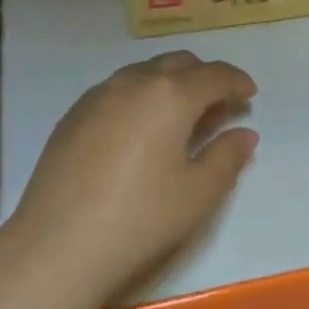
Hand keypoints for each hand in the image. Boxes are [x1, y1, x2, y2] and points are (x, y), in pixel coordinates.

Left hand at [6, 52, 257, 301]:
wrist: (57, 244)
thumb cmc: (140, 218)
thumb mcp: (199, 193)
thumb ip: (228, 156)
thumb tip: (244, 133)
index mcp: (169, 95)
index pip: (214, 75)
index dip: (237, 81)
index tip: (250, 94)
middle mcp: (133, 82)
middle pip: (178, 63)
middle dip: (204, 77)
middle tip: (219, 105)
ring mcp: (97, 96)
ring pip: (144, 72)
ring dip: (170, 83)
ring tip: (181, 117)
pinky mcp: (73, 115)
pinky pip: (117, 90)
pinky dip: (141, 97)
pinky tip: (140, 130)